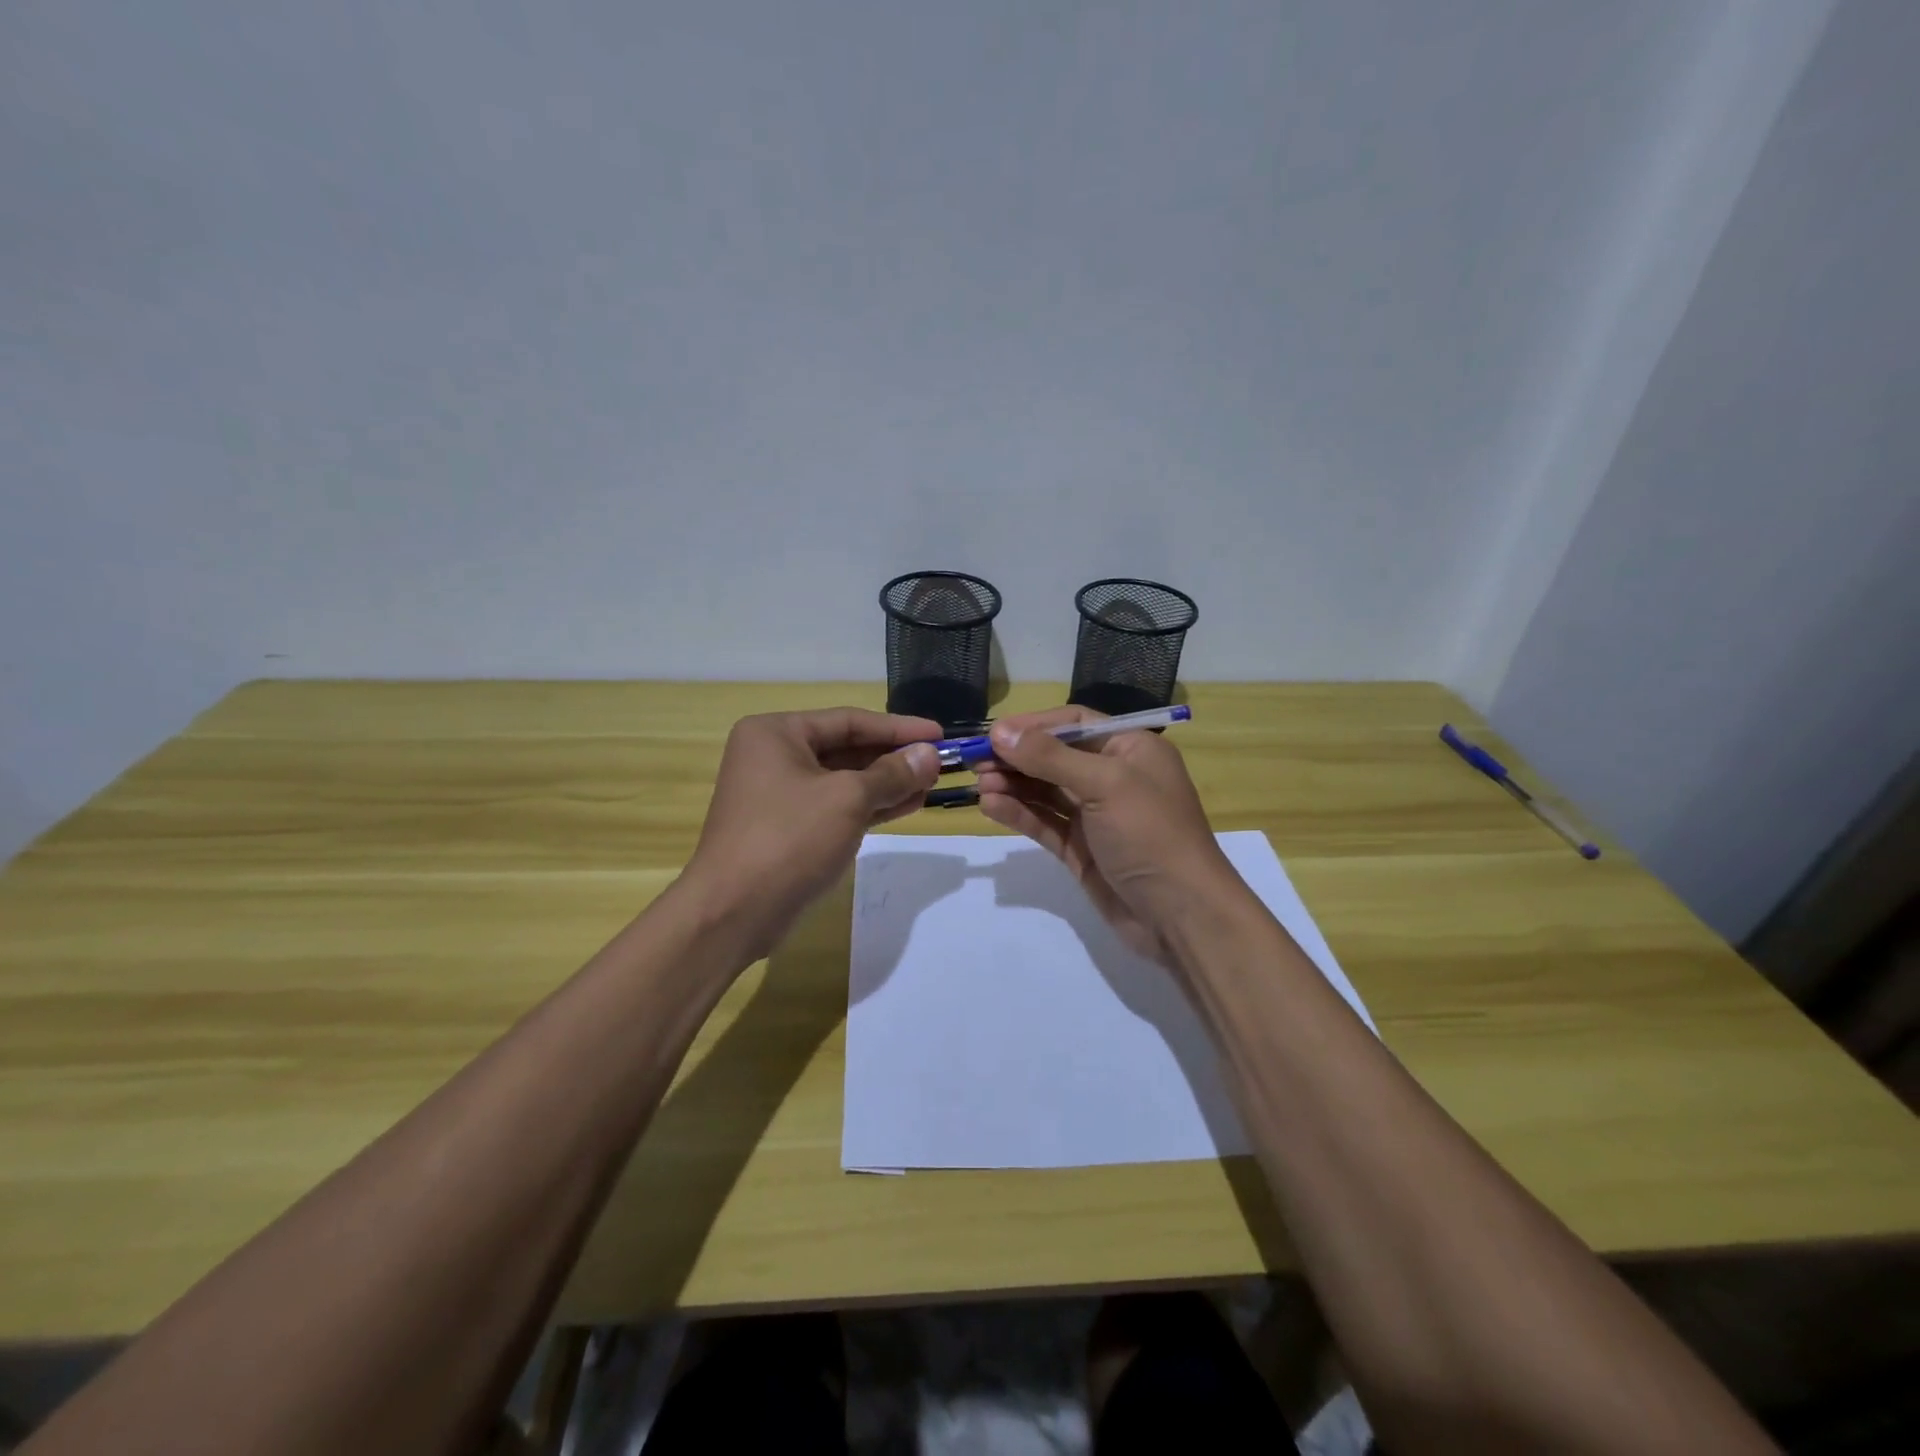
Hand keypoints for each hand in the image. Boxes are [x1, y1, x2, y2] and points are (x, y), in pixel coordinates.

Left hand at [681, 708, 941, 960]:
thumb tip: (930, 754)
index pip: (849, 720)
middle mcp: (774, 756)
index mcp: (776, 733)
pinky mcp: (789, 828)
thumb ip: (892, 774)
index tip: (939, 734)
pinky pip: (837, 806)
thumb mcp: (847, 799)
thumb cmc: (788, 840)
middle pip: (846, 748)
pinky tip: (908, 805)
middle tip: (939, 762)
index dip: (898, 727)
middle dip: (894, 757)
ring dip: (887, 782)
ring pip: (844, 780)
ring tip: (931, 784)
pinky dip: (870, 805)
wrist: (733, 913)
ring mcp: (780, 794)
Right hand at [975, 706, 1244, 967]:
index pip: (1075, 722)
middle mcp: (1114, 777)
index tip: (994, 733)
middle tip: (975, 761)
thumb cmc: (1150, 834)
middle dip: (1017, 757)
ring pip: (1046, 791)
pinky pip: (1045, 823)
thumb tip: (1001, 731)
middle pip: (1055, 756)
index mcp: (1131, 749)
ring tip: (978, 783)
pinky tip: (991, 806)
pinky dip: (1019, 813)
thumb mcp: (1105, 784)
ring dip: (1013, 785)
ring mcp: (1096, 815)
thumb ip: (1050, 757)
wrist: (1181, 916)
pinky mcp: (1082, 849)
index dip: (1034, 726)